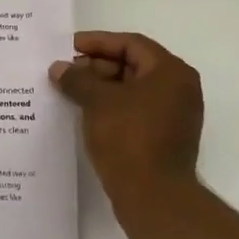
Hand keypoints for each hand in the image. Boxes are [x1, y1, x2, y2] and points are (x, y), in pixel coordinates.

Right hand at [50, 31, 203, 200]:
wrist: (153, 196)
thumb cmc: (128, 138)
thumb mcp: (97, 102)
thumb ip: (77, 79)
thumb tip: (59, 68)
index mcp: (170, 72)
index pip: (131, 44)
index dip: (98, 42)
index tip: (68, 46)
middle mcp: (179, 89)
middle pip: (133, 65)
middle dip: (97, 66)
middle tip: (66, 71)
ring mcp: (174, 115)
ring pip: (133, 90)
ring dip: (101, 87)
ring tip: (69, 91)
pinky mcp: (165, 137)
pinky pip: (135, 110)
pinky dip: (111, 106)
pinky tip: (85, 112)